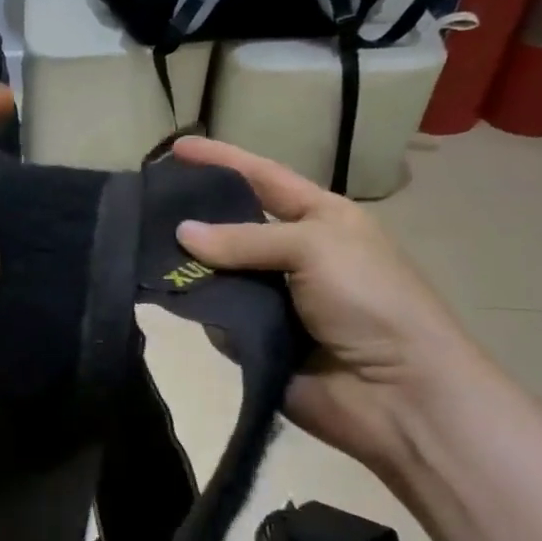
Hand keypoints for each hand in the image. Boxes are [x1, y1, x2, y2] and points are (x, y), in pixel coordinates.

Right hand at [171, 135, 478, 474]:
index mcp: (319, 219)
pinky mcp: (256, 339)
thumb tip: (181, 234)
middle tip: (144, 207)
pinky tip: (176, 301)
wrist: (397, 393)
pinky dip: (201, 311)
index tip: (176, 148)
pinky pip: (216, 317)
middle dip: (193, 216)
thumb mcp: (315, 247)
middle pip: (232, 226)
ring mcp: (274, 299)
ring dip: (189, 266)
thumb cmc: (369, 300)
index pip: (263, 177)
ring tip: (144, 253)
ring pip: (216, 272)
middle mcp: (293, 254)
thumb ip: (245, 238)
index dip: (222, 160)